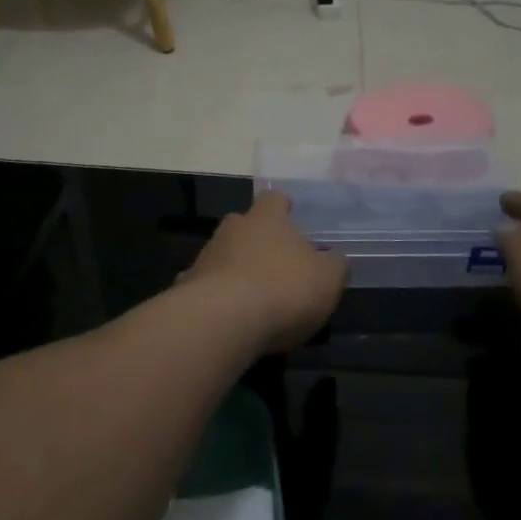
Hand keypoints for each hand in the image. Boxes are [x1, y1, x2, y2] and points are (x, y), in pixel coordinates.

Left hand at [178, 191, 346, 352]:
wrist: (223, 321)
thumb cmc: (283, 289)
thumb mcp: (327, 279)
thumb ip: (334, 265)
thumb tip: (334, 258)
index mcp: (267, 219)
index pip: (274, 199)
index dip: (283, 206)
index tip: (290, 214)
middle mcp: (232, 229)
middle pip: (243, 225)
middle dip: (256, 238)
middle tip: (273, 259)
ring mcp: (205, 257)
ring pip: (222, 254)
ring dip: (235, 268)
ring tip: (252, 294)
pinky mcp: (186, 287)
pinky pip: (203, 286)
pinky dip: (214, 295)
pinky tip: (224, 315)